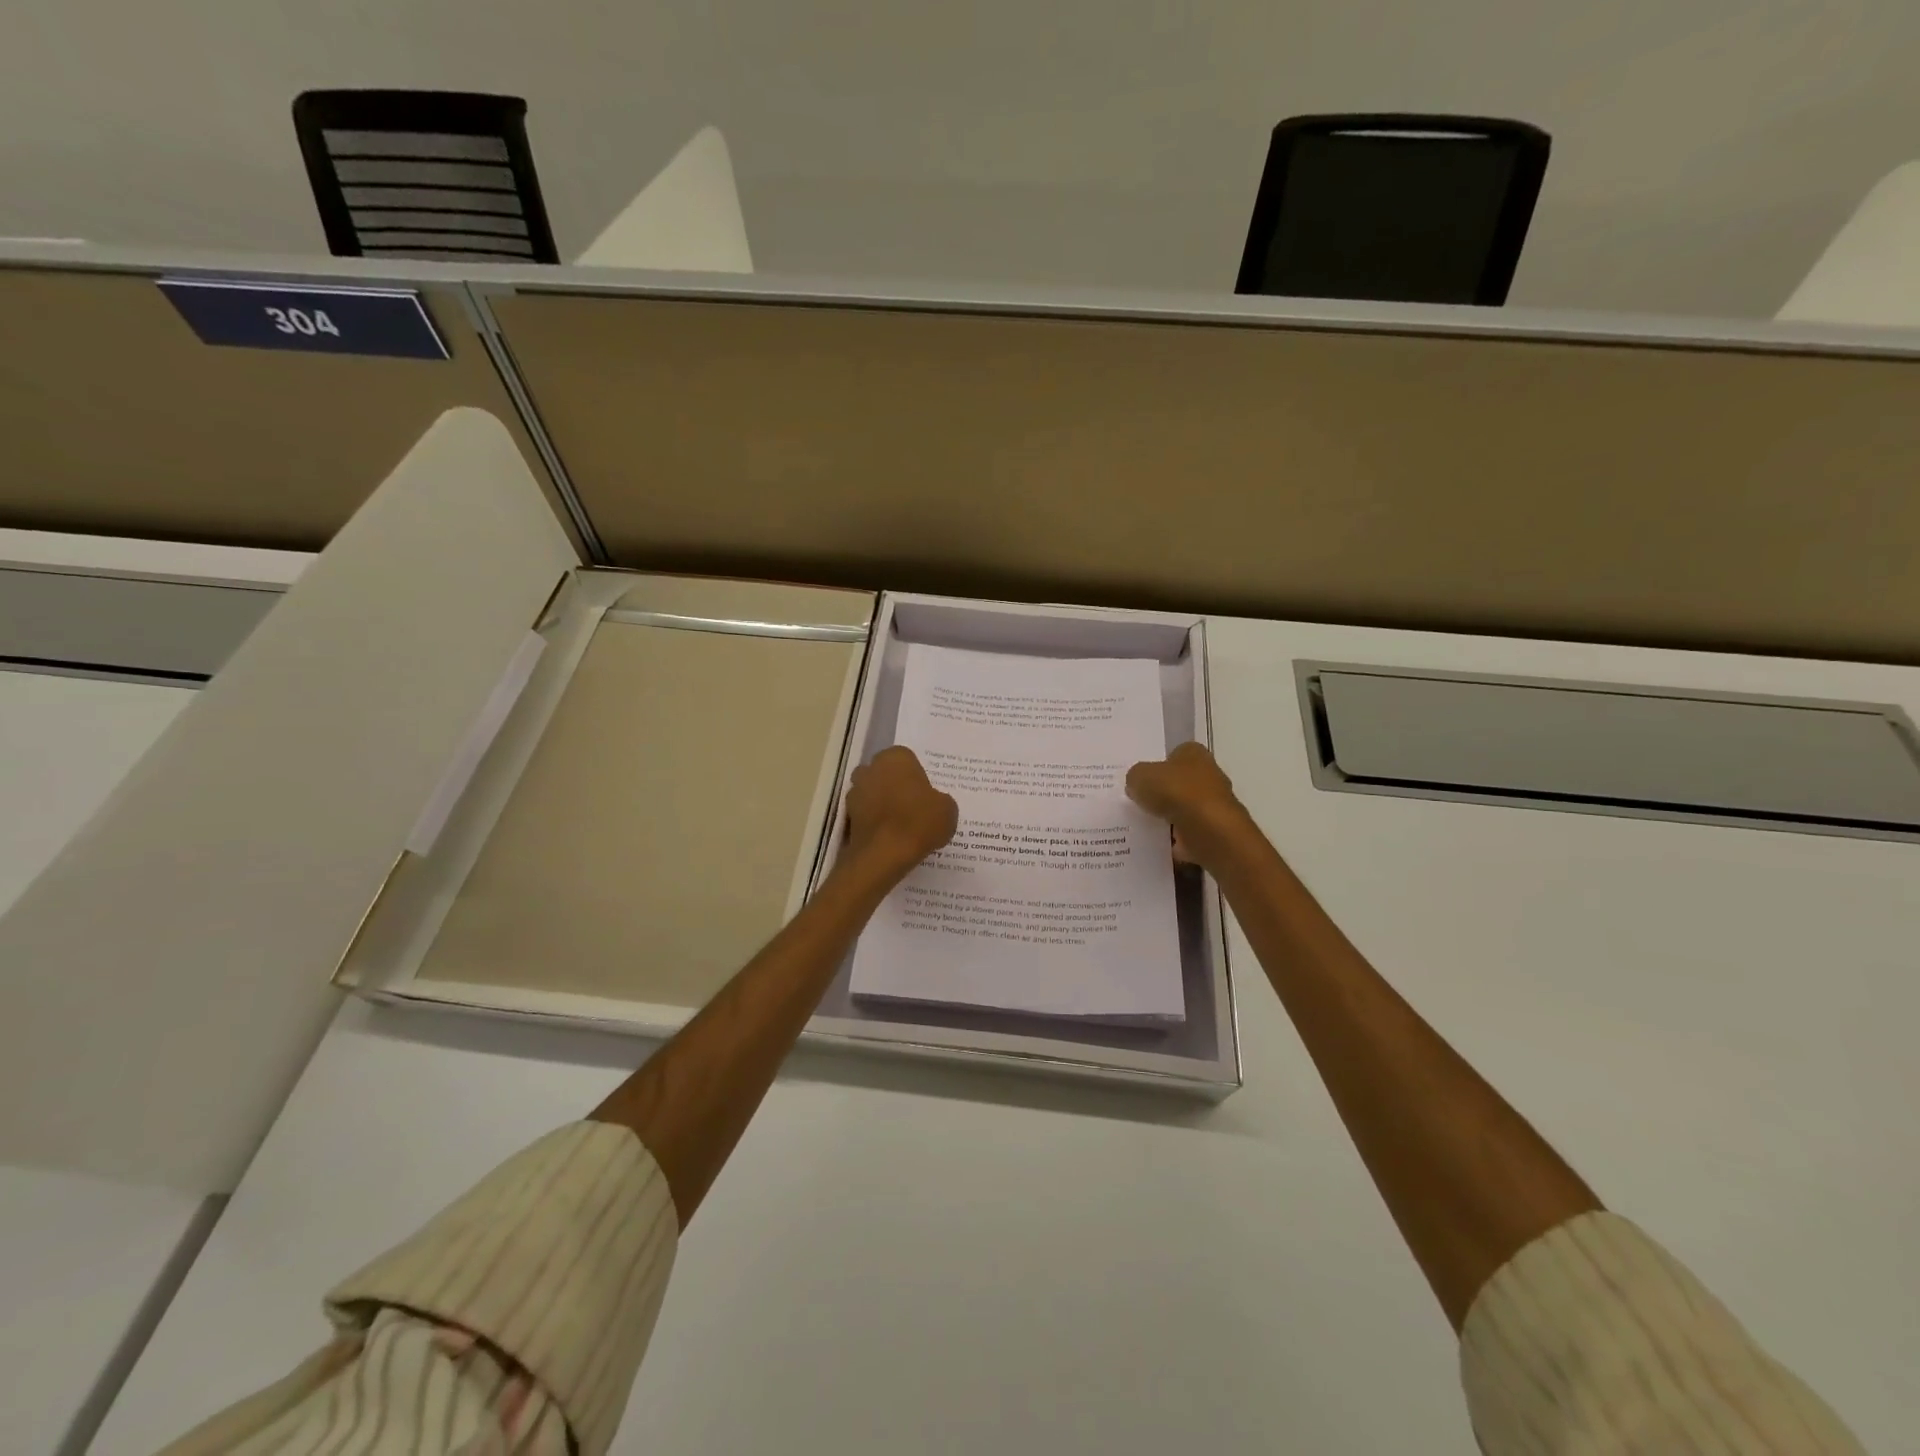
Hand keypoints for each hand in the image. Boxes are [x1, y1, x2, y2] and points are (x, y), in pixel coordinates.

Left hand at [842, 746, 958, 883]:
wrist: (883, 854)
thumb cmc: (918, 822)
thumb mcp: (948, 810)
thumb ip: (940, 800)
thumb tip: (934, 803)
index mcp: (895, 757)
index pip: (908, 759)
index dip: (917, 777)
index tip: (926, 795)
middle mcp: (871, 768)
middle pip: (886, 774)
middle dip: (896, 786)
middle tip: (914, 808)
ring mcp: (855, 792)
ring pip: (873, 794)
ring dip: (883, 804)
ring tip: (902, 826)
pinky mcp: (847, 816)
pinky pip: (865, 814)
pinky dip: (874, 822)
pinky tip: (889, 838)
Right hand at [1126, 742, 1258, 871]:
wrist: (1208, 831)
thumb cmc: (1176, 792)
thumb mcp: (1140, 776)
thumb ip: (1135, 777)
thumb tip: (1136, 785)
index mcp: (1194, 753)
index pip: (1174, 754)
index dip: (1157, 765)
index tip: (1141, 780)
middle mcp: (1208, 775)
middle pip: (1180, 782)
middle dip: (1162, 792)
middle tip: (1138, 801)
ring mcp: (1213, 804)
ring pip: (1183, 809)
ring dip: (1167, 817)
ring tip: (1141, 824)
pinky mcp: (1213, 830)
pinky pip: (1186, 833)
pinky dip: (1174, 839)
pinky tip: (1155, 842)